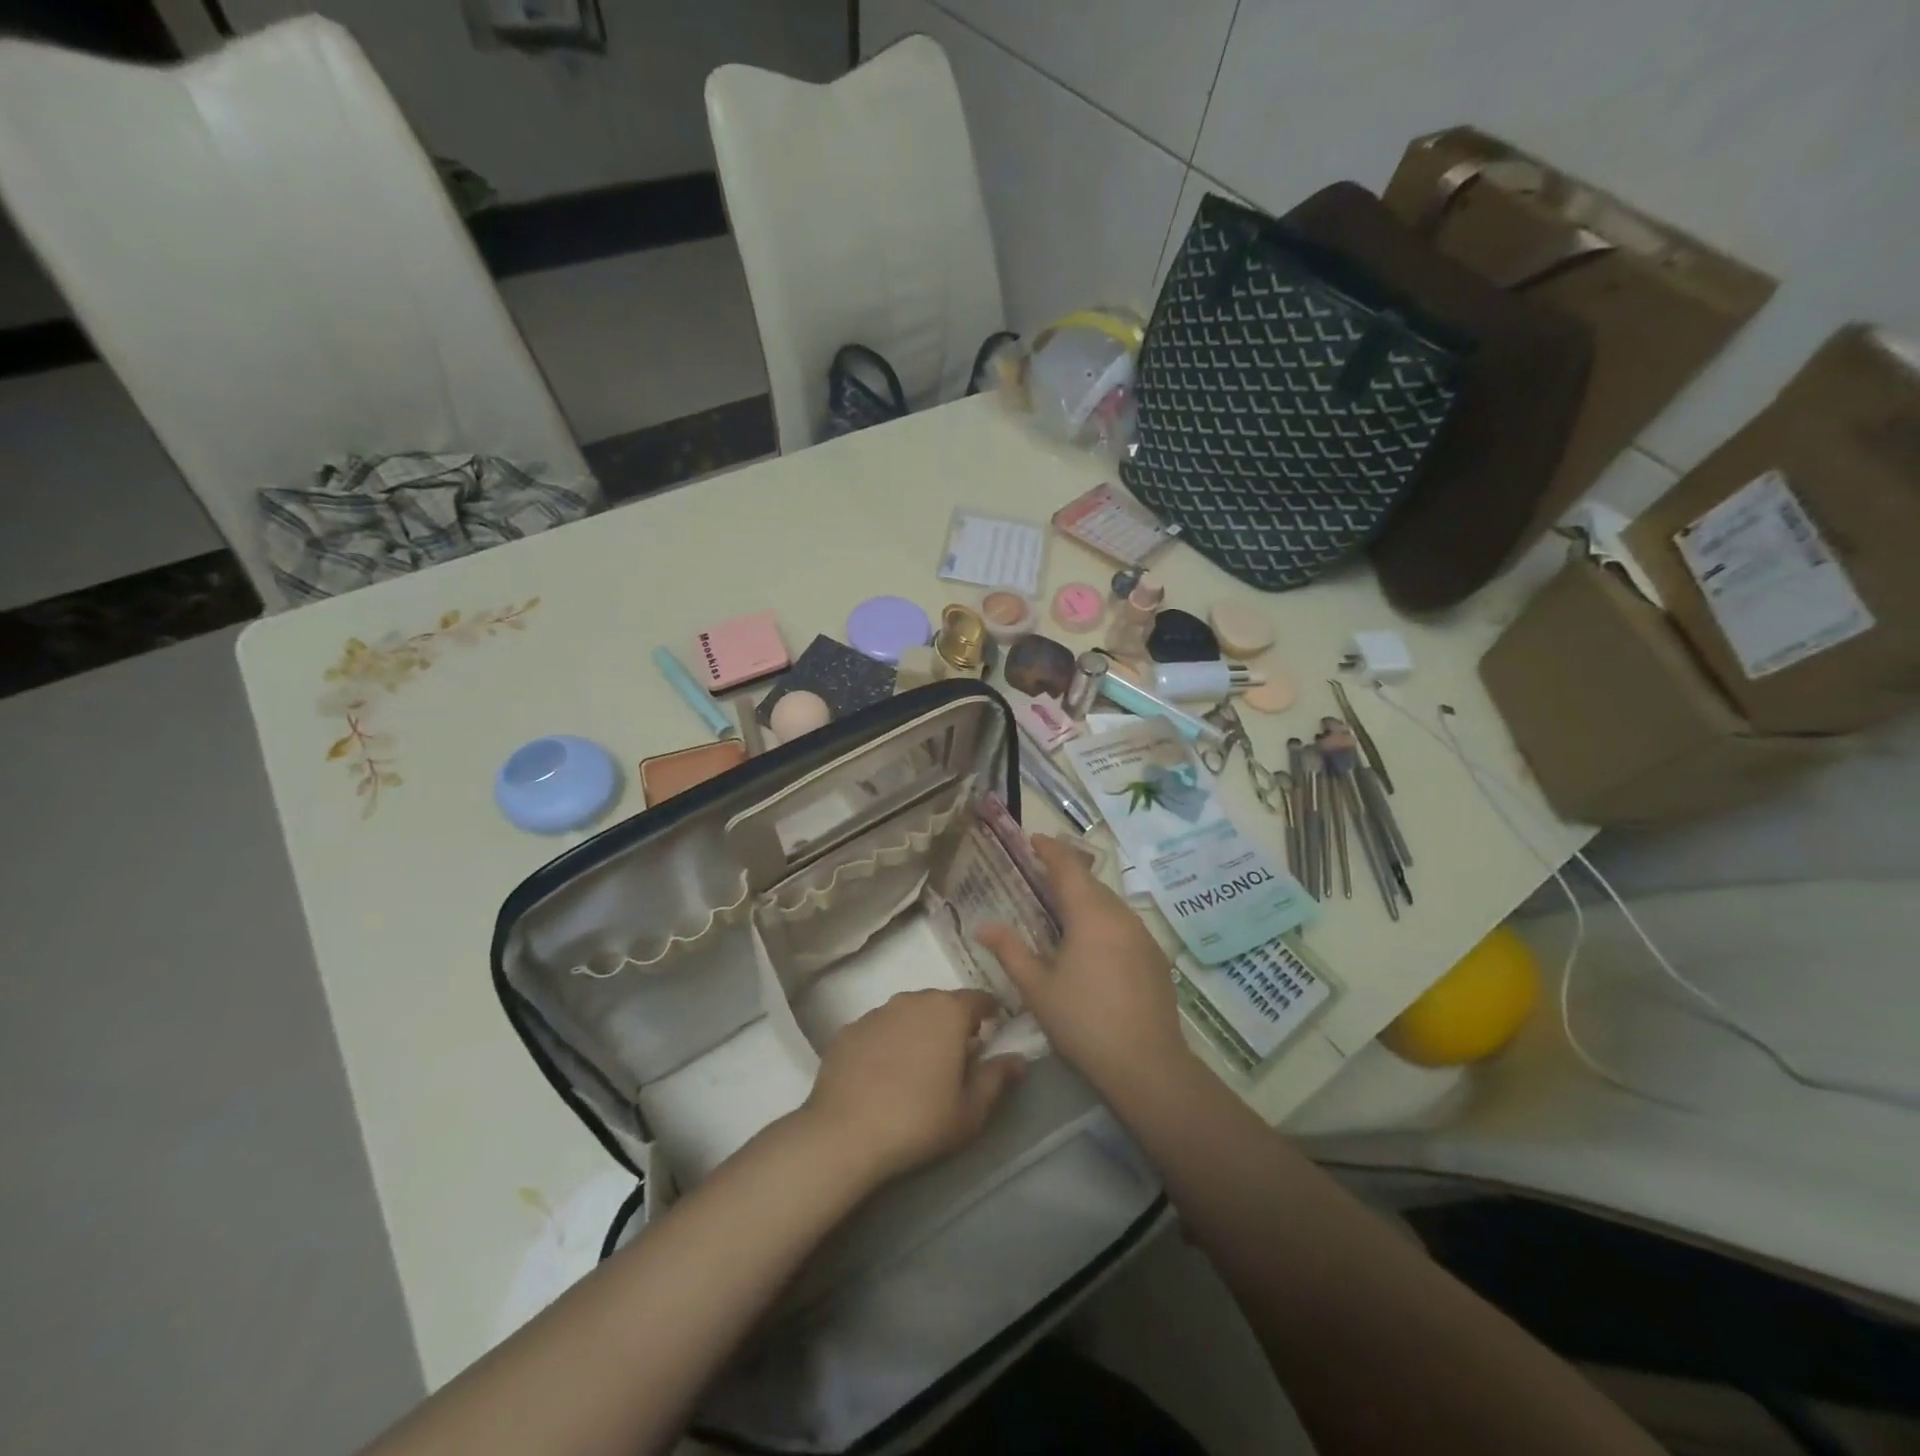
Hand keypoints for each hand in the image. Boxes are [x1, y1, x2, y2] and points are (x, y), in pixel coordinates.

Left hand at [802, 989, 1025, 1183]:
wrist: (845, 1133)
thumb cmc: (920, 1120)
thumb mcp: (971, 1109)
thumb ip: (997, 1078)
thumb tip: (1018, 1059)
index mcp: (948, 1011)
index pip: (978, 999)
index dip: (989, 1014)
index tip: (993, 1033)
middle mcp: (912, 1000)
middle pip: (941, 1004)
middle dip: (952, 1024)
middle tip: (956, 1058)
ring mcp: (876, 1012)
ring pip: (908, 1014)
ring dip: (918, 1031)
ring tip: (917, 1067)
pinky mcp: (848, 1030)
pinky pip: (878, 1030)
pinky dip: (886, 1043)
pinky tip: (882, 1075)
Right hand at [976, 835, 1192, 1104]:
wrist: (1147, 1065)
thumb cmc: (1083, 1023)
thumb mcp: (1037, 988)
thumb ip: (1010, 950)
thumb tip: (983, 925)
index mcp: (1091, 915)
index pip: (1068, 867)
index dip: (1050, 849)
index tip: (1033, 839)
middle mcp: (1121, 915)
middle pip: (1091, 882)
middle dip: (1067, 872)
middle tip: (1040, 874)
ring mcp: (1143, 935)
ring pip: (1111, 902)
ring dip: (1087, 897)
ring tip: (1063, 908)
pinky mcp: (1155, 957)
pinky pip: (1125, 923)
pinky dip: (1104, 919)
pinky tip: (1093, 943)